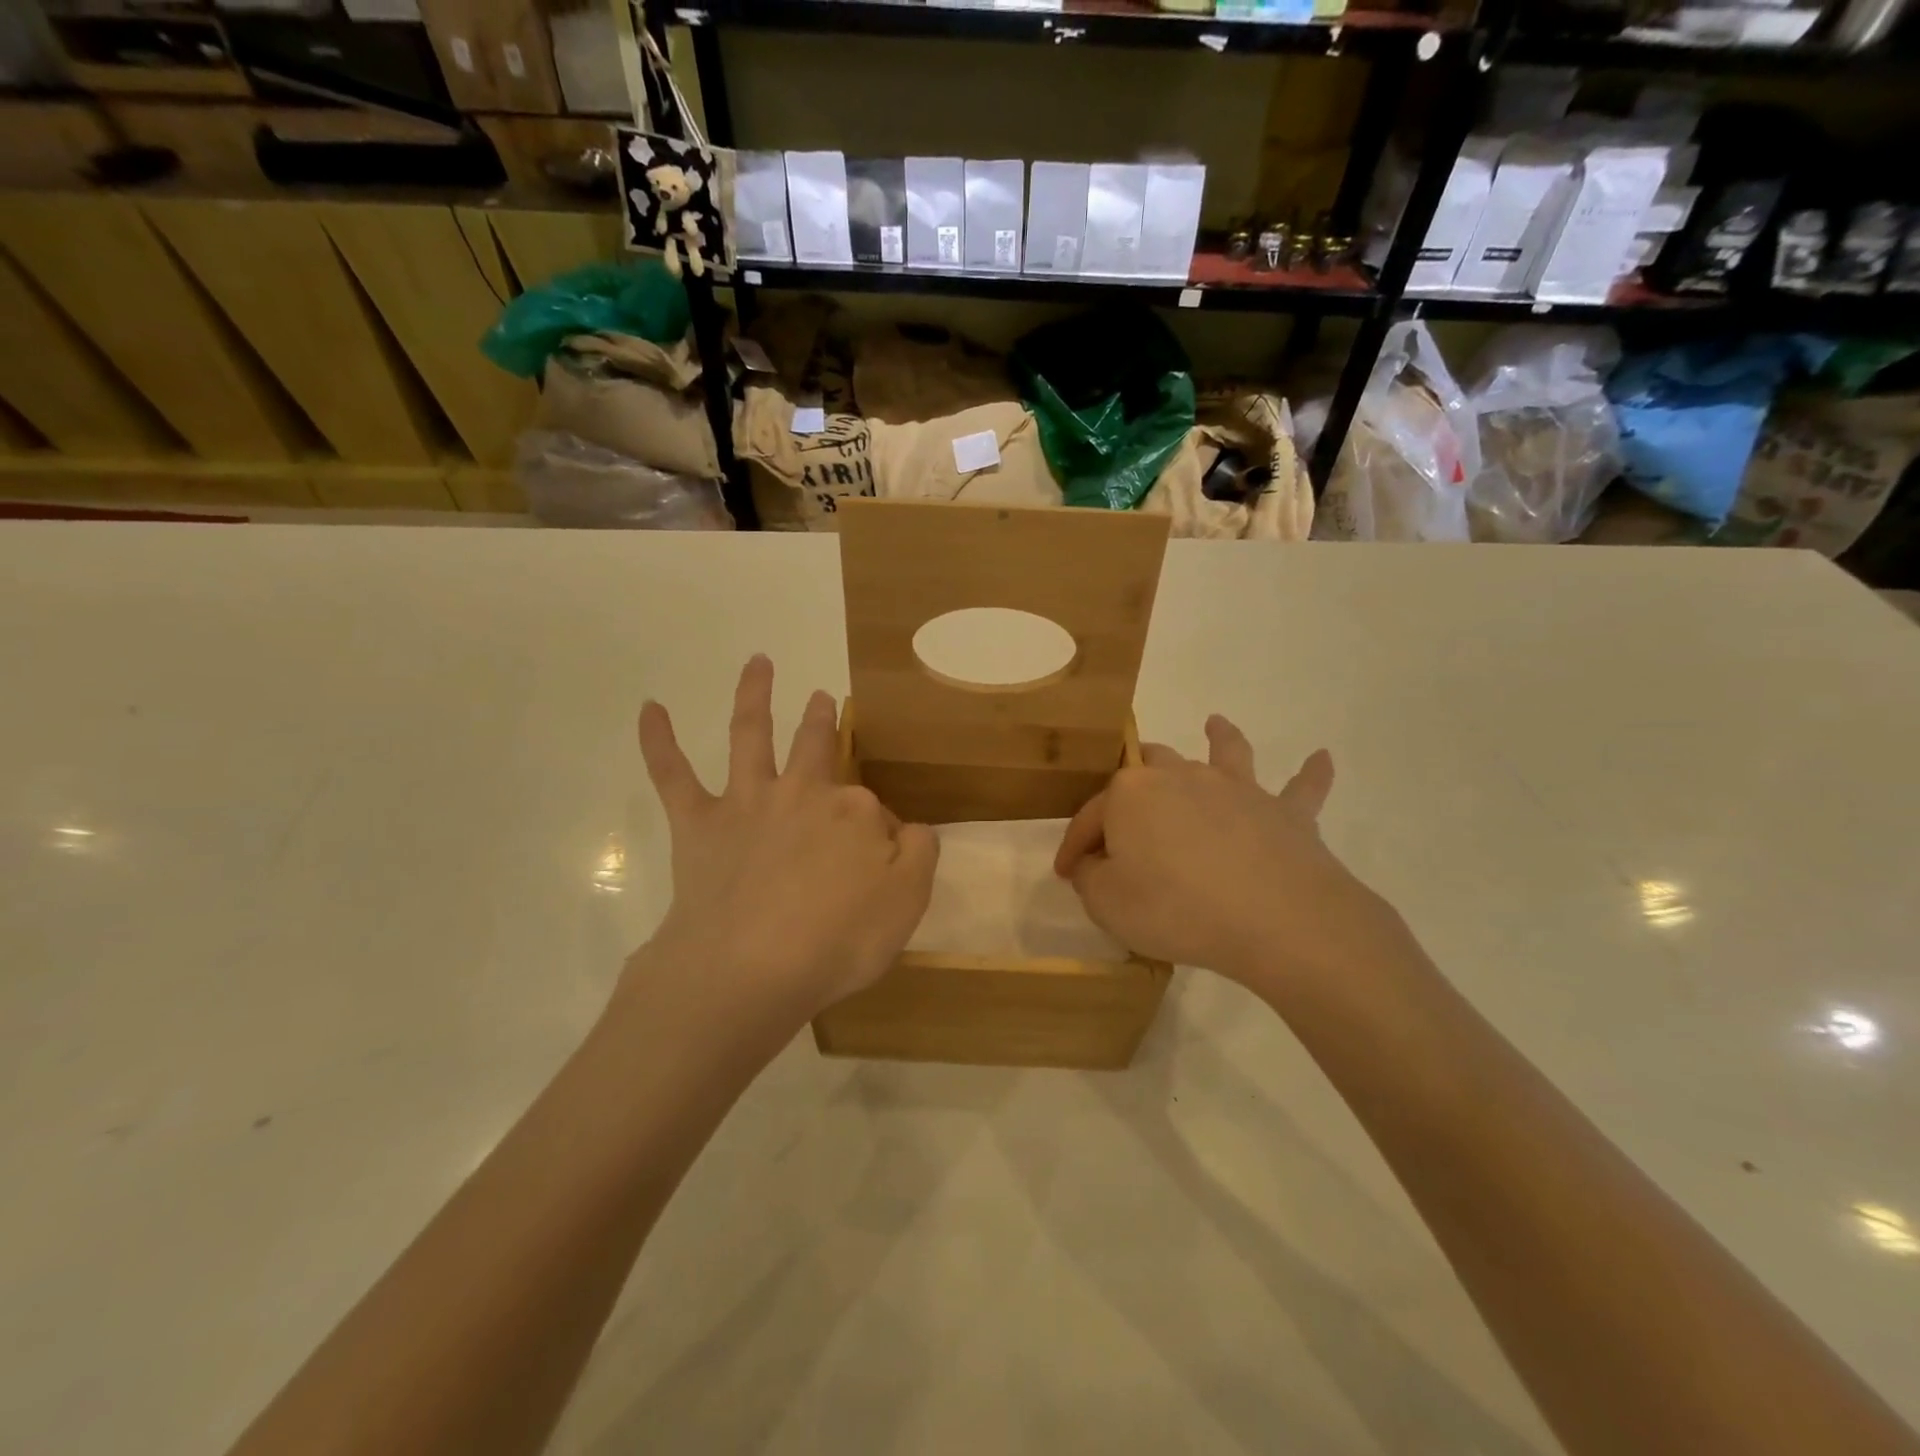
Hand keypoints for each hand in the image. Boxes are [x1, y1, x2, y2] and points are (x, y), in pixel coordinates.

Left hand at [629, 655, 938, 1030]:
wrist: (750, 968)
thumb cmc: (837, 942)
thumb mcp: (907, 903)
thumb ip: (918, 855)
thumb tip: (908, 829)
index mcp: (855, 812)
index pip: (875, 812)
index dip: (882, 837)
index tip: (883, 868)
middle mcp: (803, 793)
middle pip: (817, 748)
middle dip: (821, 722)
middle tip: (823, 700)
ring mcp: (748, 803)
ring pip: (751, 736)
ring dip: (753, 695)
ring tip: (758, 662)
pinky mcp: (698, 824)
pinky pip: (673, 775)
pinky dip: (658, 741)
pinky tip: (649, 707)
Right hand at [1053, 717, 1407, 997]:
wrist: (1275, 918)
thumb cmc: (1176, 908)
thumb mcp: (1107, 903)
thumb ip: (1092, 879)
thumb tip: (1095, 864)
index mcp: (1131, 793)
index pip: (1090, 816)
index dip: (1074, 846)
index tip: (1065, 873)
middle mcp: (1181, 776)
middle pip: (1149, 765)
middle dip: (1132, 779)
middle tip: (1125, 808)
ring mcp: (1236, 789)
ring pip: (1224, 752)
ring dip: (1219, 737)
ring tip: (1215, 724)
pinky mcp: (1285, 813)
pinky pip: (1301, 788)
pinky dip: (1311, 774)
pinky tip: (1322, 758)